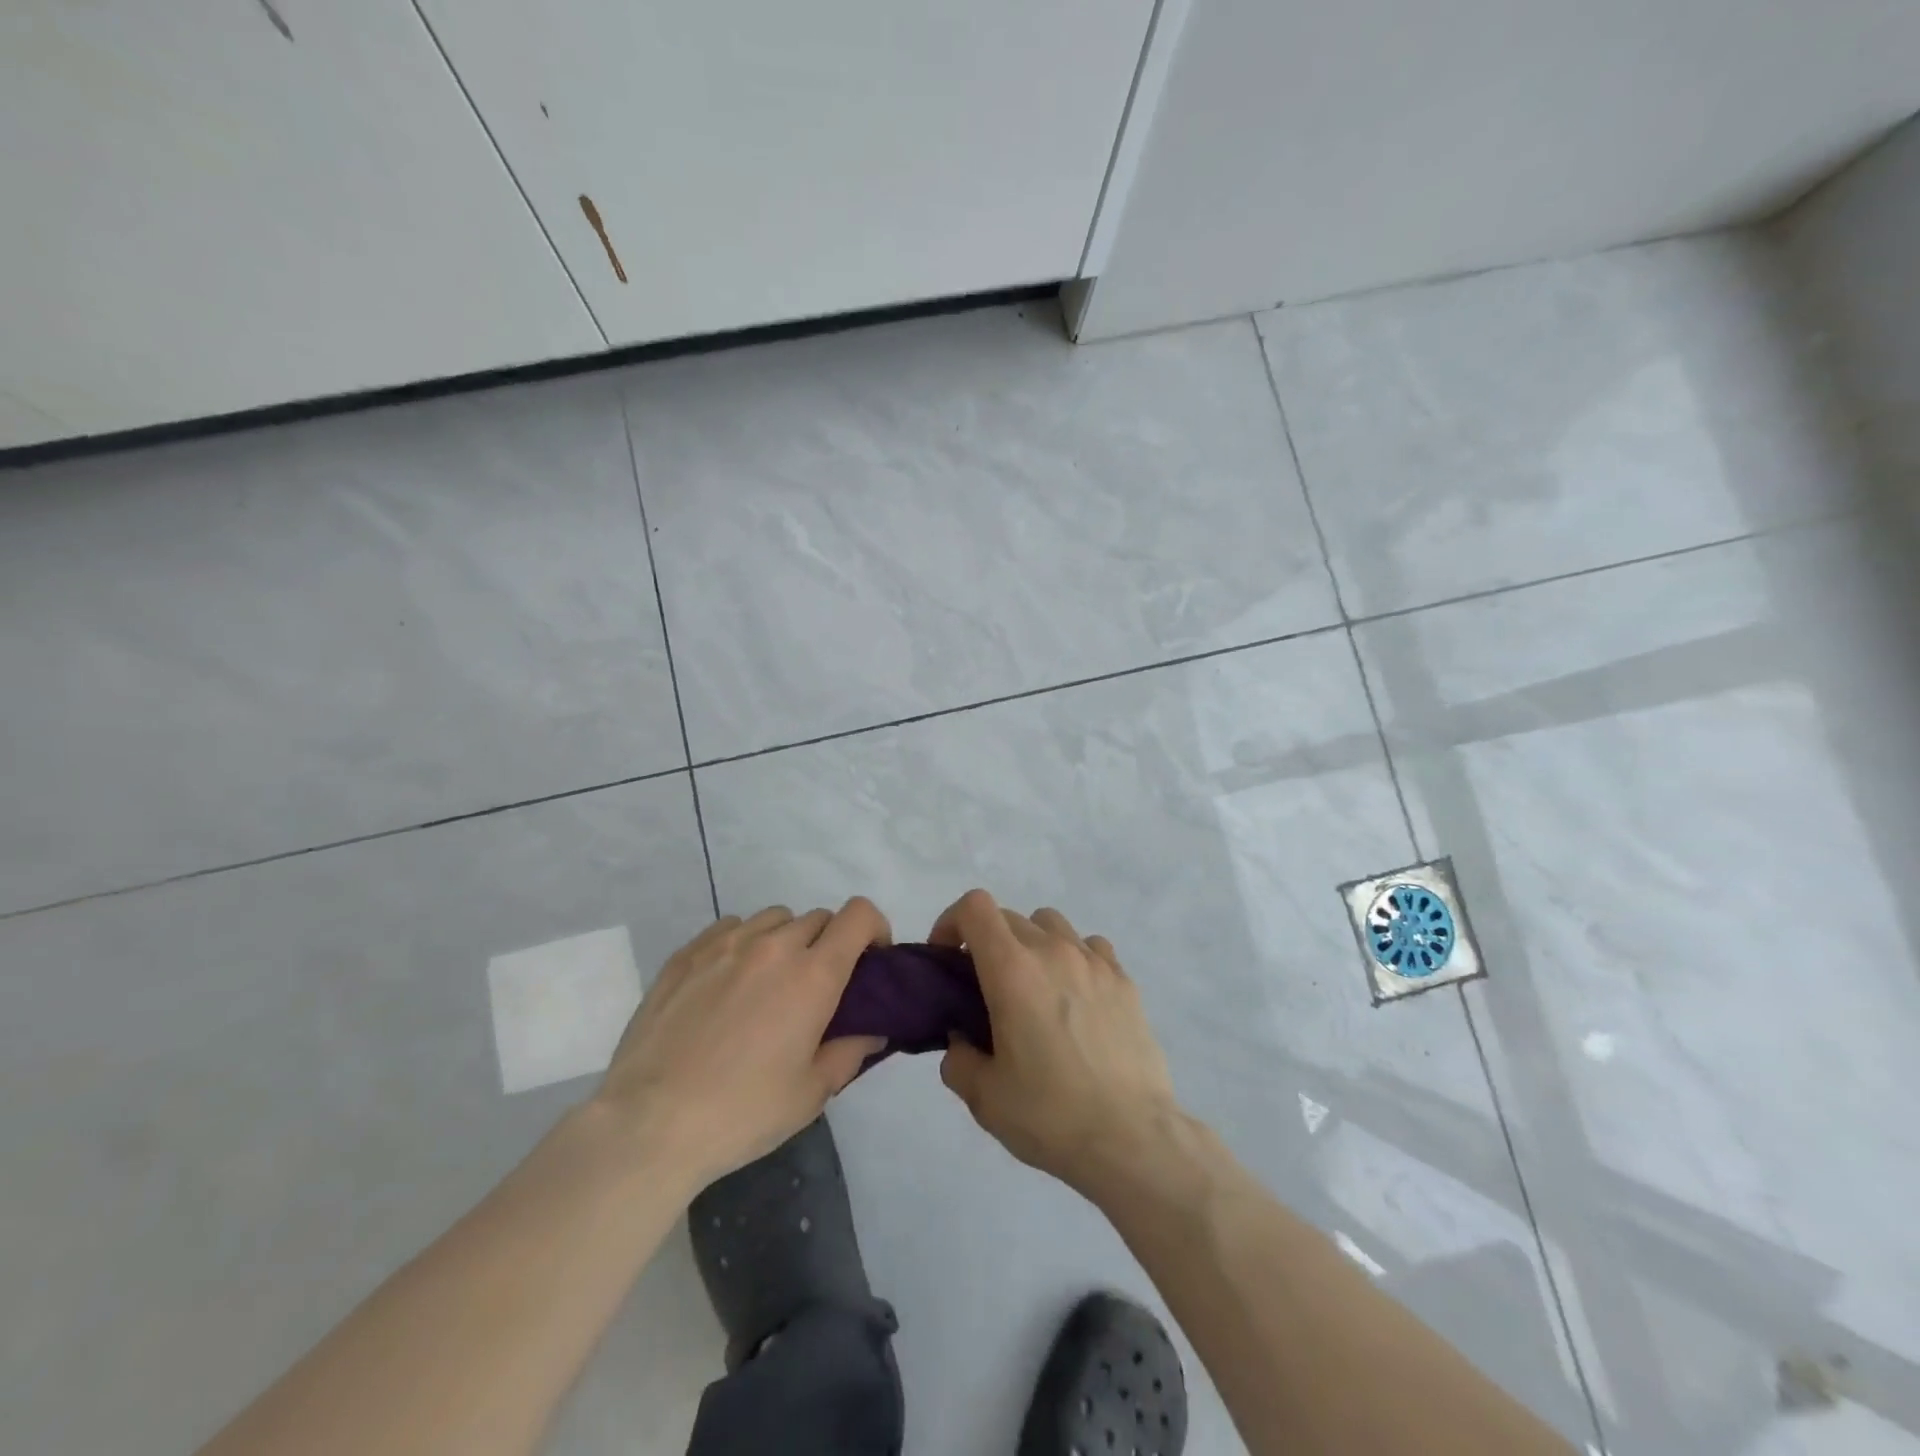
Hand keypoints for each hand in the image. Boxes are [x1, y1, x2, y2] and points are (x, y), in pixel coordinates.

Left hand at [593, 900, 890, 1192]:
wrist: (649, 1125)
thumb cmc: (742, 1112)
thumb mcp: (811, 1094)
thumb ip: (850, 1052)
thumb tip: (872, 1029)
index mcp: (813, 975)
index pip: (858, 915)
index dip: (874, 928)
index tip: (871, 960)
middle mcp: (773, 946)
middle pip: (818, 917)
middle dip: (830, 943)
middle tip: (817, 987)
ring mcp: (725, 944)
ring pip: (774, 918)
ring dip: (786, 939)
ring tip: (770, 982)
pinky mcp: (686, 953)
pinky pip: (730, 926)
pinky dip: (743, 941)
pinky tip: (729, 980)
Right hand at [933, 889, 1179, 1195]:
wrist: (1132, 1139)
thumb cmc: (1050, 1115)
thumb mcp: (984, 1098)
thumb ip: (958, 1059)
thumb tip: (961, 1041)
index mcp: (1012, 970)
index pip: (975, 907)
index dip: (951, 922)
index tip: (947, 958)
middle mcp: (1053, 950)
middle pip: (1009, 917)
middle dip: (987, 942)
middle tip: (985, 988)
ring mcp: (1094, 961)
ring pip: (1051, 924)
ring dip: (1031, 944)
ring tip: (1034, 988)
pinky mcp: (1125, 980)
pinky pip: (1090, 947)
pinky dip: (1073, 958)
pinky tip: (1076, 997)